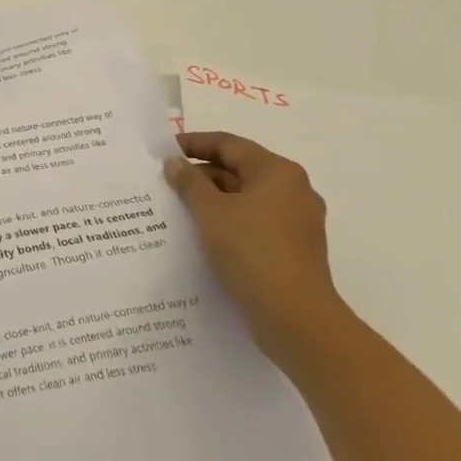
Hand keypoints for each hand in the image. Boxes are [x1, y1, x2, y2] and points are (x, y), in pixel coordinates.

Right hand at [164, 131, 348, 367]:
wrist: (295, 317)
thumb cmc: (251, 251)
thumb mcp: (210, 211)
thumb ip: (189, 181)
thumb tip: (174, 162)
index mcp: (278, 172)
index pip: (229, 144)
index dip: (193, 144)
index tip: (163, 151)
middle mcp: (293, 191)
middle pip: (239, 170)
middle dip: (201, 175)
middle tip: (165, 183)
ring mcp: (296, 222)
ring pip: (245, 198)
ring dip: (212, 200)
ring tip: (176, 209)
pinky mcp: (293, 248)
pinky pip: (253, 222)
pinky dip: (227, 222)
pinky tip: (201, 234)